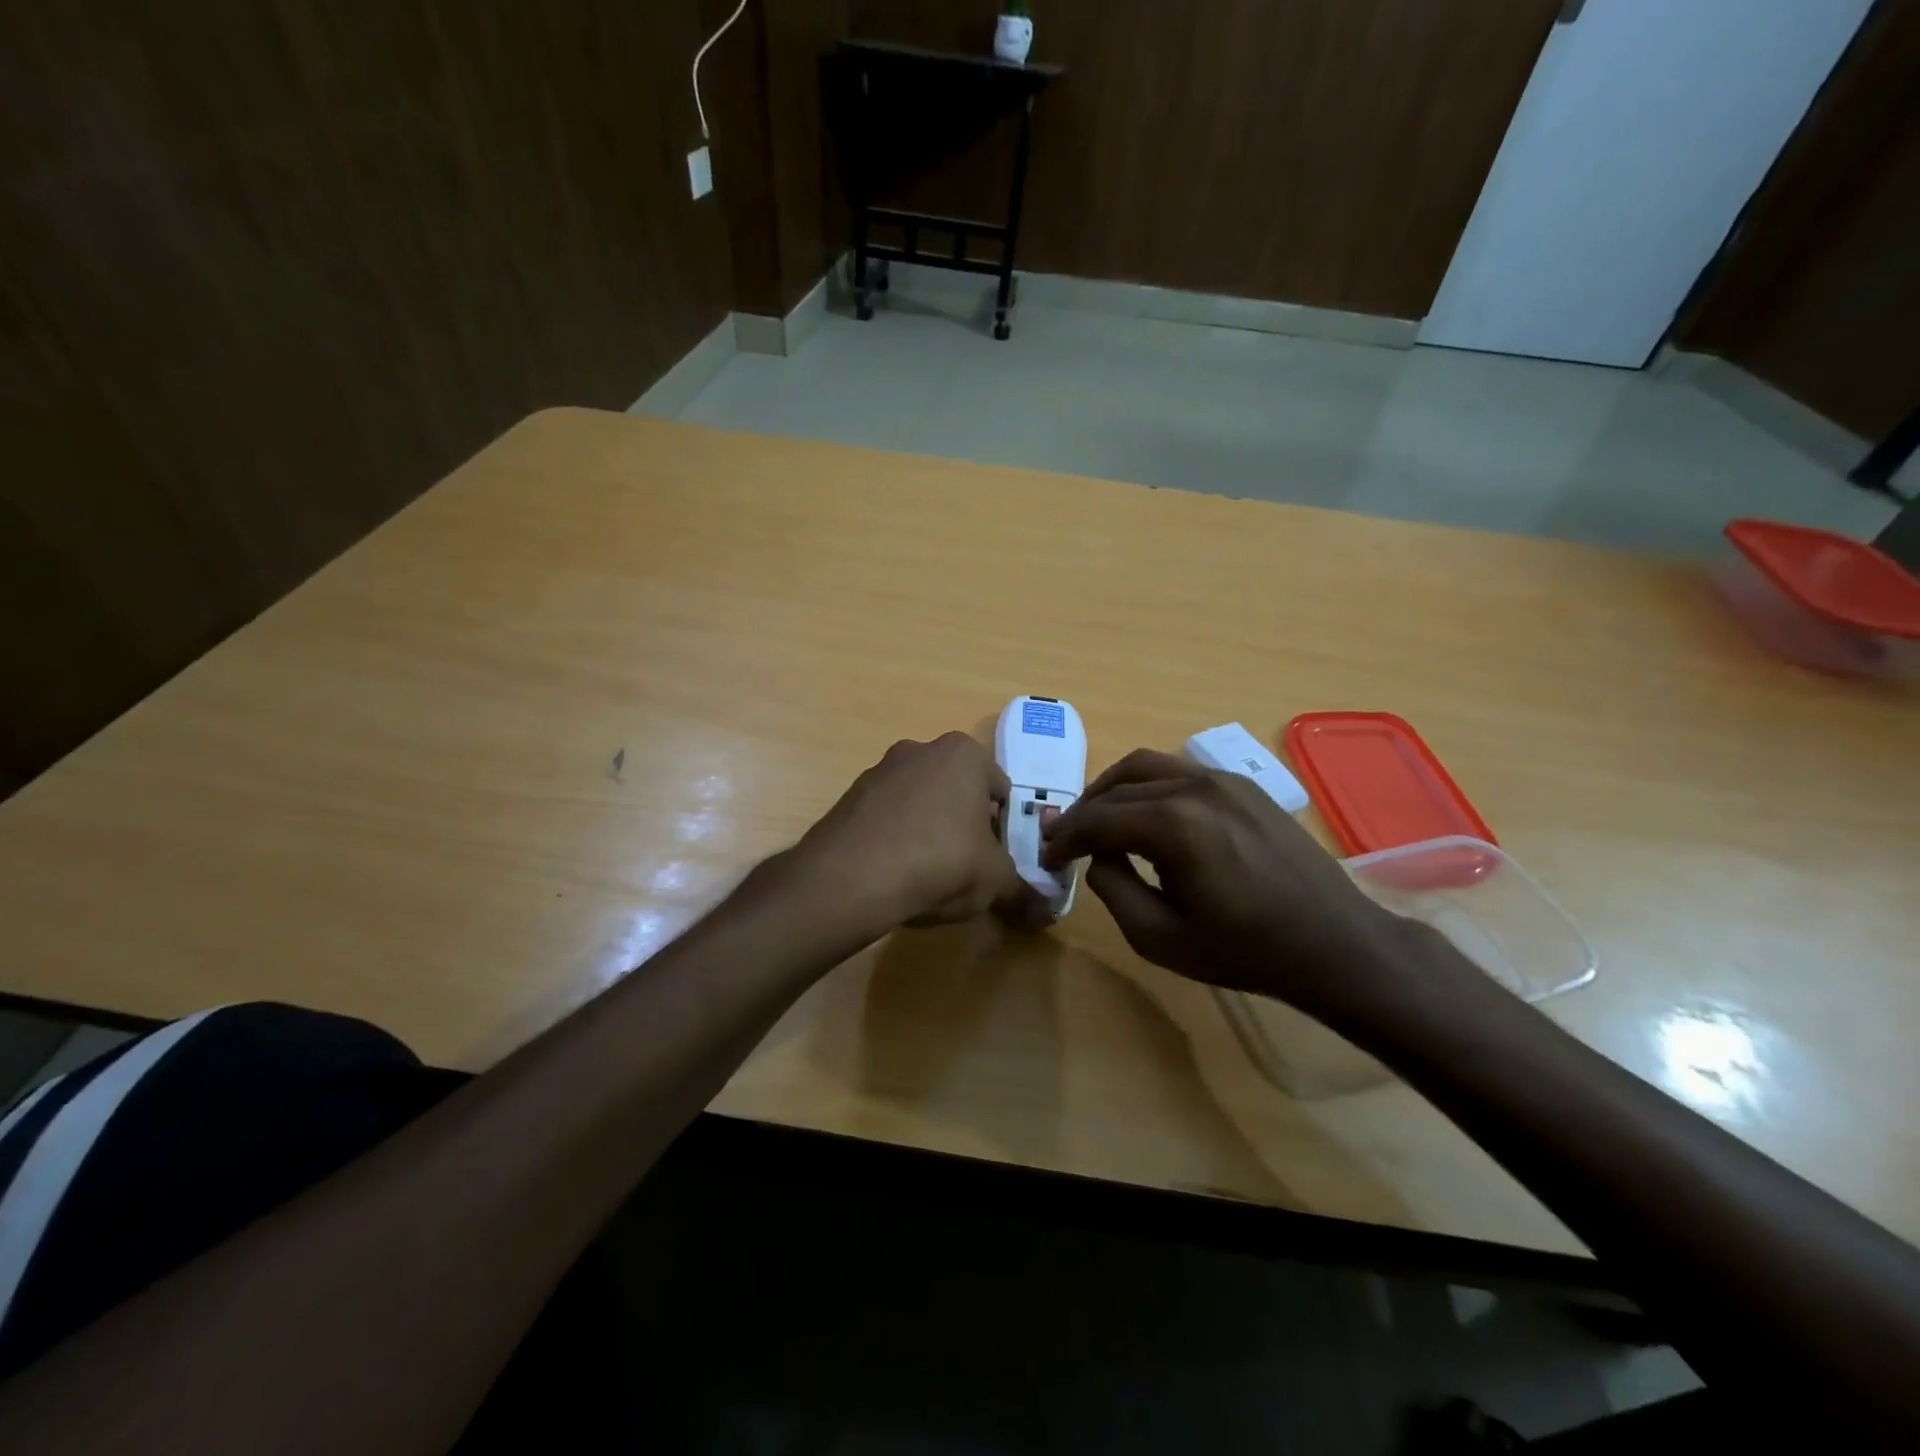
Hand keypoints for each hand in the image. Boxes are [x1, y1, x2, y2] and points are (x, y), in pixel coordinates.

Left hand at [794, 733, 1049, 933]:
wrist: (851, 877)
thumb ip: (1023, 892)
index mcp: (964, 754)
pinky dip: (895, 838)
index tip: (997, 857)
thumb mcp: (994, 881)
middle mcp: (921, 750)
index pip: (1000, 788)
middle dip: (964, 824)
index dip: (1004, 826)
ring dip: (928, 830)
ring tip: (927, 875)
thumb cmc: (941, 861)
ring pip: (920, 802)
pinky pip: (886, 817)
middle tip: (966, 866)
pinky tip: (893, 874)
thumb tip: (1046, 914)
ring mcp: (880, 770)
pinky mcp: (849, 796)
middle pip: (957, 791)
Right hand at [1040, 748, 1409, 1013]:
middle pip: (1117, 787)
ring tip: (1099, 820)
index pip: (1096, 819)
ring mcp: (1223, 779)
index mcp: (1173, 824)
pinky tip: (1148, 816)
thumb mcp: (1159, 938)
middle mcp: (1194, 787)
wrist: (1334, 943)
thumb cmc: (1245, 950)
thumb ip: (1112, 889)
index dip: (1063, 838)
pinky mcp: (1244, 785)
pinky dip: (1148, 786)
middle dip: (1083, 812)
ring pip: (1146, 767)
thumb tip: (1097, 856)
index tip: (1047, 857)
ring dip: (1113, 790)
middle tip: (1064, 840)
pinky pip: (1180, 772)